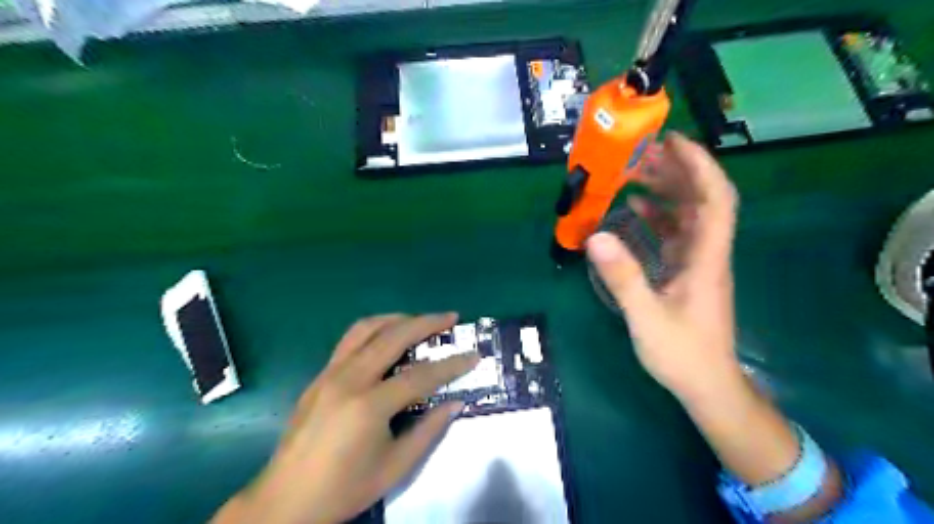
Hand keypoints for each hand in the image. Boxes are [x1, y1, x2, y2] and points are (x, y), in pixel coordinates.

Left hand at [215, 314, 476, 522]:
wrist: (284, 502)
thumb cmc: (344, 489)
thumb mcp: (395, 468)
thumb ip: (428, 431)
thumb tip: (455, 403)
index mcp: (369, 406)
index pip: (421, 375)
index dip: (452, 364)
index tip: (474, 355)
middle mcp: (349, 379)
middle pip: (393, 336)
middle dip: (427, 323)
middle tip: (450, 317)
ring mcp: (329, 373)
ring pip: (366, 328)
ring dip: (397, 318)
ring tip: (420, 320)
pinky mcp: (319, 376)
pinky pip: (350, 340)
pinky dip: (375, 329)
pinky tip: (387, 337)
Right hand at [587, 133, 741, 398]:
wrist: (706, 384)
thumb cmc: (682, 353)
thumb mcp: (647, 317)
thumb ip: (623, 278)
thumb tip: (595, 238)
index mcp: (707, 258)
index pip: (716, 199)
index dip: (699, 166)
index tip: (672, 142)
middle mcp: (707, 252)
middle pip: (701, 199)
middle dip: (675, 170)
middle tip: (641, 153)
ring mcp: (697, 261)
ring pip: (688, 214)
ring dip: (666, 190)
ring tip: (634, 172)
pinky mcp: (686, 271)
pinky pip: (675, 232)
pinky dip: (657, 215)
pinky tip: (635, 209)